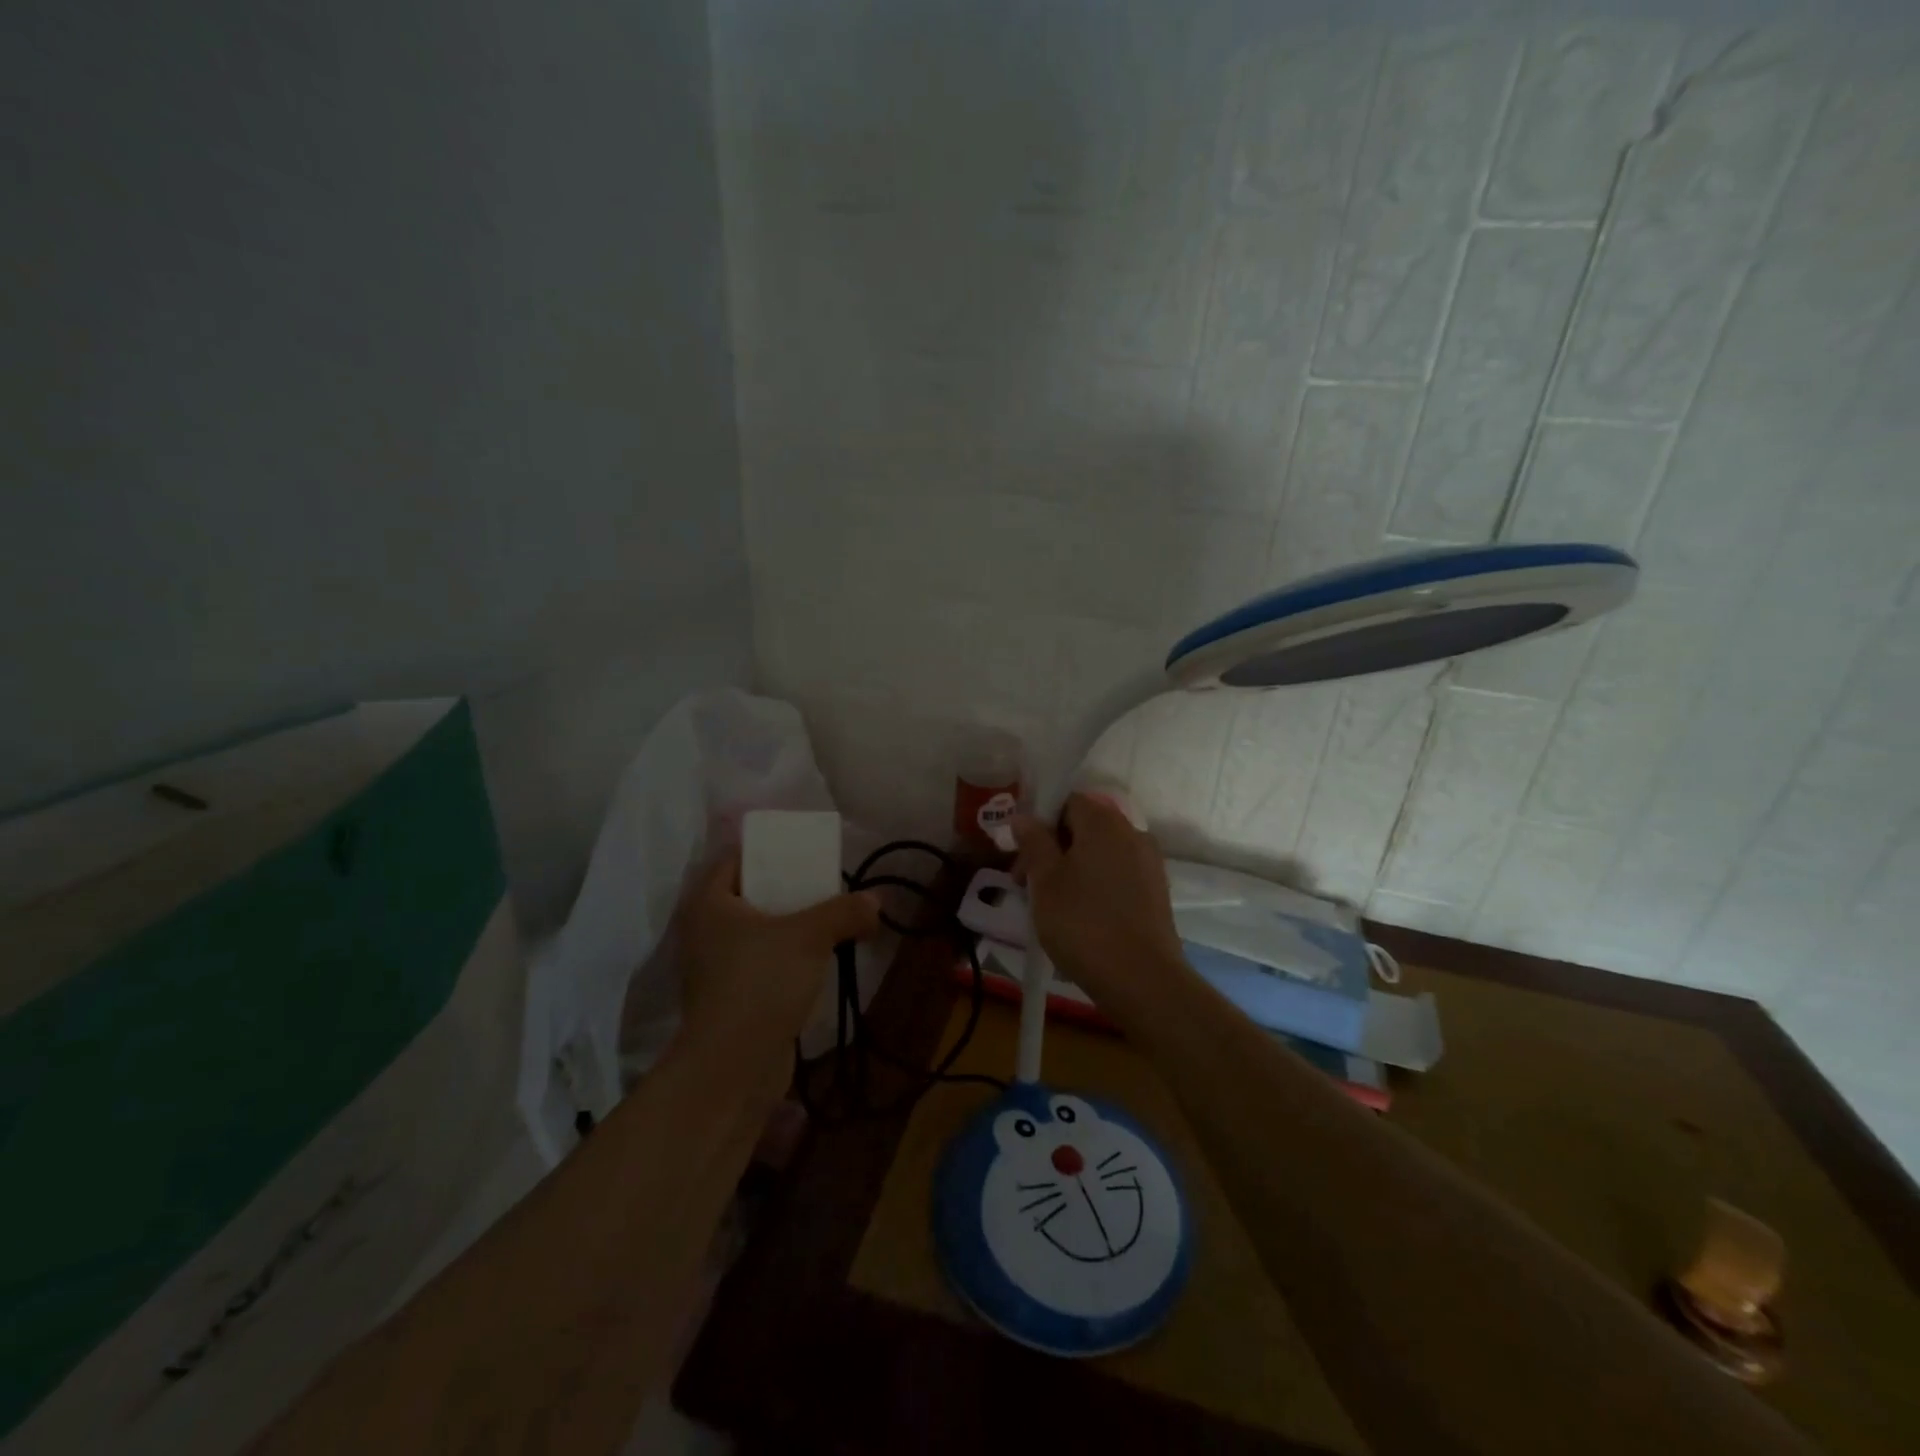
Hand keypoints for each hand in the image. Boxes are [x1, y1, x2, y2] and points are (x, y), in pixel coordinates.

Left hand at [676, 853, 879, 1054]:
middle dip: (788, 889)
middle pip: (750, 894)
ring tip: (828, 920)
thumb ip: (845, 912)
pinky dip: (785, 957)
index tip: (805, 852)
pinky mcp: (728, 997)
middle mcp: (704, 930)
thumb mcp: (811, 936)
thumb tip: (876, 902)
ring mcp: (713, 967)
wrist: (733, 1066)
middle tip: (824, 885)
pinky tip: (817, 959)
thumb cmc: (762, 982)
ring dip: (790, 926)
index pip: (737, 858)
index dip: (771, 851)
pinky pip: (760, 962)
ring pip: (757, 931)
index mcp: (709, 902)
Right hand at [1011, 793, 1184, 1002]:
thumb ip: (1033, 842)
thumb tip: (1023, 816)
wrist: (1142, 979)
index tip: (1020, 855)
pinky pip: (1118, 875)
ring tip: (1051, 905)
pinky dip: (1096, 885)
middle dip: (1053, 849)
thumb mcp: (1045, 881)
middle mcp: (1132, 832)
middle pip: (1084, 827)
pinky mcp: (1156, 892)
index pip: (1067, 802)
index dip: (1039, 823)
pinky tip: (1081, 917)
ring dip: (1073, 869)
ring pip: (1100, 854)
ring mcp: (1149, 863)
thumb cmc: (1083, 923)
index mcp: (1103, 822)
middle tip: (1026, 884)